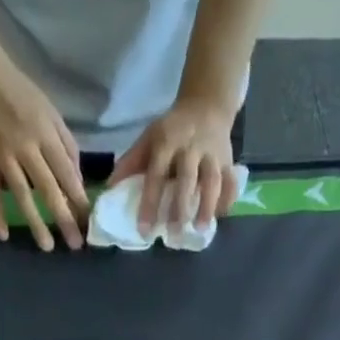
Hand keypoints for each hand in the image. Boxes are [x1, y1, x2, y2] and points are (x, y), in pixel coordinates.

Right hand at [0, 48, 88, 249]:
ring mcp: (2, 155)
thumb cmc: (18, 89)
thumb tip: (77, 181)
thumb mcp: (49, 110)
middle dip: (63, 218)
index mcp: (44, 134)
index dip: (79, 200)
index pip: (66, 174)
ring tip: (47, 246)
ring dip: (35, 223)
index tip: (88, 222)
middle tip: (75, 244)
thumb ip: (66, 145)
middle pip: (48, 189)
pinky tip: (3, 235)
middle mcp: (25, 147)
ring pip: (22, 195)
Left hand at [109, 95, 238, 234]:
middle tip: (173, 233)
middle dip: (180, 206)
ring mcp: (212, 154)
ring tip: (200, 230)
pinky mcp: (228, 161)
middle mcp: (190, 147)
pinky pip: (230, 183)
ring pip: (212, 181)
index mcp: (167, 141)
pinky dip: (227, 201)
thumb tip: (109, 189)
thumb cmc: (173, 130)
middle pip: (186, 178)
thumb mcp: (149, 138)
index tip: (145, 230)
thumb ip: (132, 163)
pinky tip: (219, 216)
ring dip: (207, 206)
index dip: (150, 202)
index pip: (156, 174)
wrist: (207, 105)